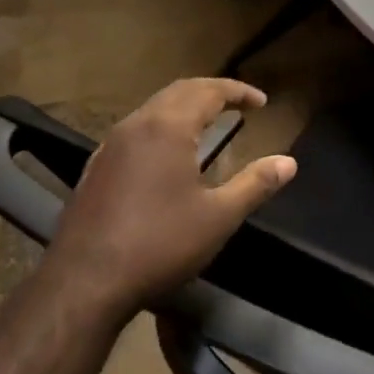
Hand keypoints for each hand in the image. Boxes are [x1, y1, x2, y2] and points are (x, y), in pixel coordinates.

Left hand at [46, 78, 296, 319]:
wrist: (84, 281)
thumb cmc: (159, 244)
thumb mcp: (218, 217)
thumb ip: (255, 184)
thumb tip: (289, 162)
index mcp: (168, 127)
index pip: (208, 91)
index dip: (238, 92)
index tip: (262, 102)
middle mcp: (136, 125)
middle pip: (178, 91)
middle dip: (211, 92)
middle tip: (238, 104)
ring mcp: (110, 145)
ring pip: (153, 109)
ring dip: (184, 107)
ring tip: (208, 122)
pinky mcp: (96, 167)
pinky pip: (136, 130)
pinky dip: (162, 126)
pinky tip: (167, 154)